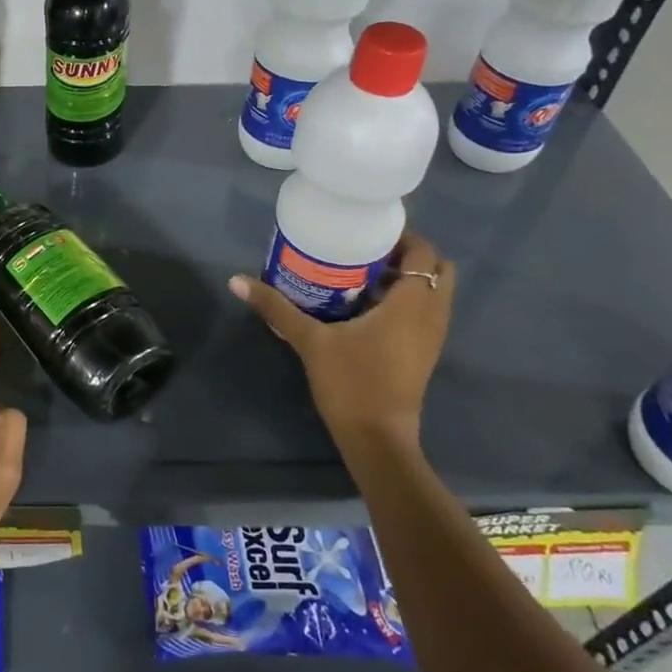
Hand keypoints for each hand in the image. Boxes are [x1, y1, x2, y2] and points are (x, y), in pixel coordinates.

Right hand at [229, 231, 454, 463]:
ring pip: (432, 292)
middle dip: (406, 256)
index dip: (401, 236)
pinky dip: (404, 302)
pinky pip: (424, 313)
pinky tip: (365, 309)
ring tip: (361, 277)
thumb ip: (276, 308)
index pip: (423, 252)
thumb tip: (236, 281)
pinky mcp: (424, 353)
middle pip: (435, 268)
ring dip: (405, 280)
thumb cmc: (351, 383)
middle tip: (365, 253)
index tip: (366, 232)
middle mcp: (432, 314)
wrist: (377, 439)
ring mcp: (432, 336)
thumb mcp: (310, 341)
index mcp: (412, 303)